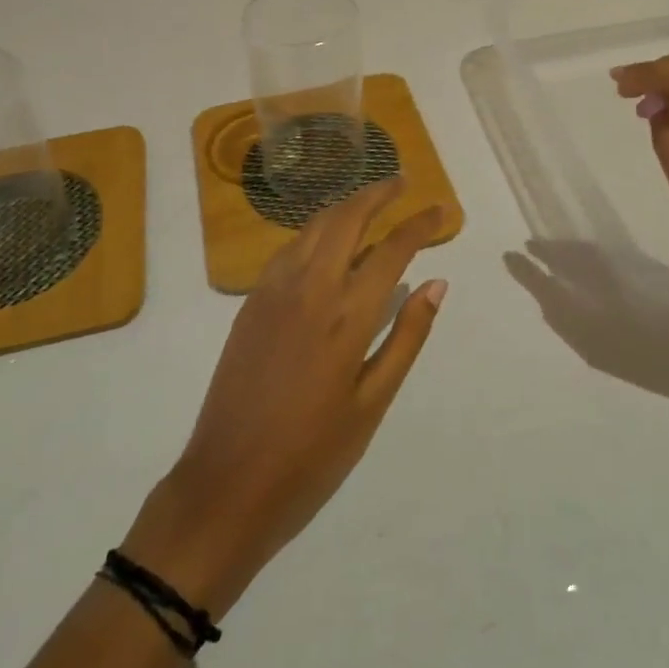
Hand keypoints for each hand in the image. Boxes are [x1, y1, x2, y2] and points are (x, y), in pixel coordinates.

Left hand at [124, 180, 447, 614]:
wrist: (226, 485)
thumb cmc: (312, 454)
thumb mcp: (372, 403)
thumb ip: (407, 337)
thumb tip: (436, 284)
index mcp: (346, 314)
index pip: (392, 249)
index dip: (420, 224)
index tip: (442, 209)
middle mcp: (310, 287)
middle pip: (347, 218)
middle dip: (378, 193)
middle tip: (402, 183)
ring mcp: (274, 290)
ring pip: (314, 225)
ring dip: (346, 206)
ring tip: (370, 203)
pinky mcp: (251, 301)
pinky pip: (289, 248)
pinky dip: (316, 230)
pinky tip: (327, 242)